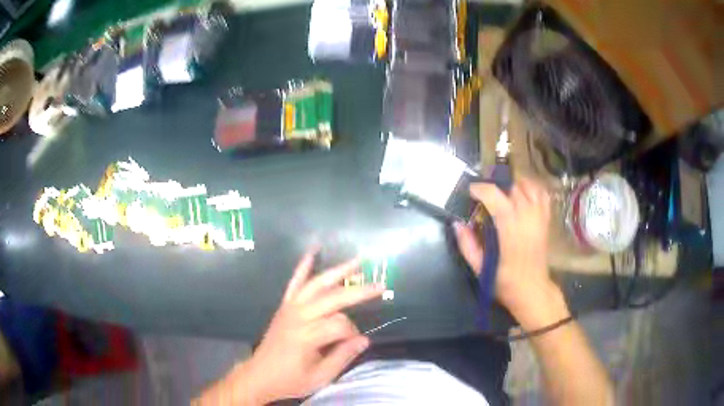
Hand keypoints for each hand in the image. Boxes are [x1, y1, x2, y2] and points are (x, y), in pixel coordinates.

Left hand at [226, 251, 383, 403]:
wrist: (259, 375)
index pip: (340, 325)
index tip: (354, 343)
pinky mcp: (284, 305)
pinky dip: (303, 265)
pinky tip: (313, 250)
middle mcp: (298, 316)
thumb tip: (365, 339)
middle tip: (380, 285)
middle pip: (332, 298)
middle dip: (358, 291)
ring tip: (358, 261)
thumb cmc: (290, 379)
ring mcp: (290, 307)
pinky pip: (294, 282)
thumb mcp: (320, 377)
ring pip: (316, 284)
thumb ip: (342, 357)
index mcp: (306, 336)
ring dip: (338, 271)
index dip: (352, 333)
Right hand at [454, 177, 558, 321]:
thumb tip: (457, 223)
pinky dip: (531, 188)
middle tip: (483, 193)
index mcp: (510, 231)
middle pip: (512, 187)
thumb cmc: (505, 282)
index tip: (470, 191)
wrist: (533, 290)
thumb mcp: (479, 269)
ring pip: (529, 186)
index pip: (496, 197)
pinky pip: (541, 194)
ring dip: (513, 184)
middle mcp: (527, 218)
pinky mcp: (546, 219)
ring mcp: (539, 217)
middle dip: (495, 185)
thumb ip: (467, 245)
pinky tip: (522, 194)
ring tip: (502, 191)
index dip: (481, 189)